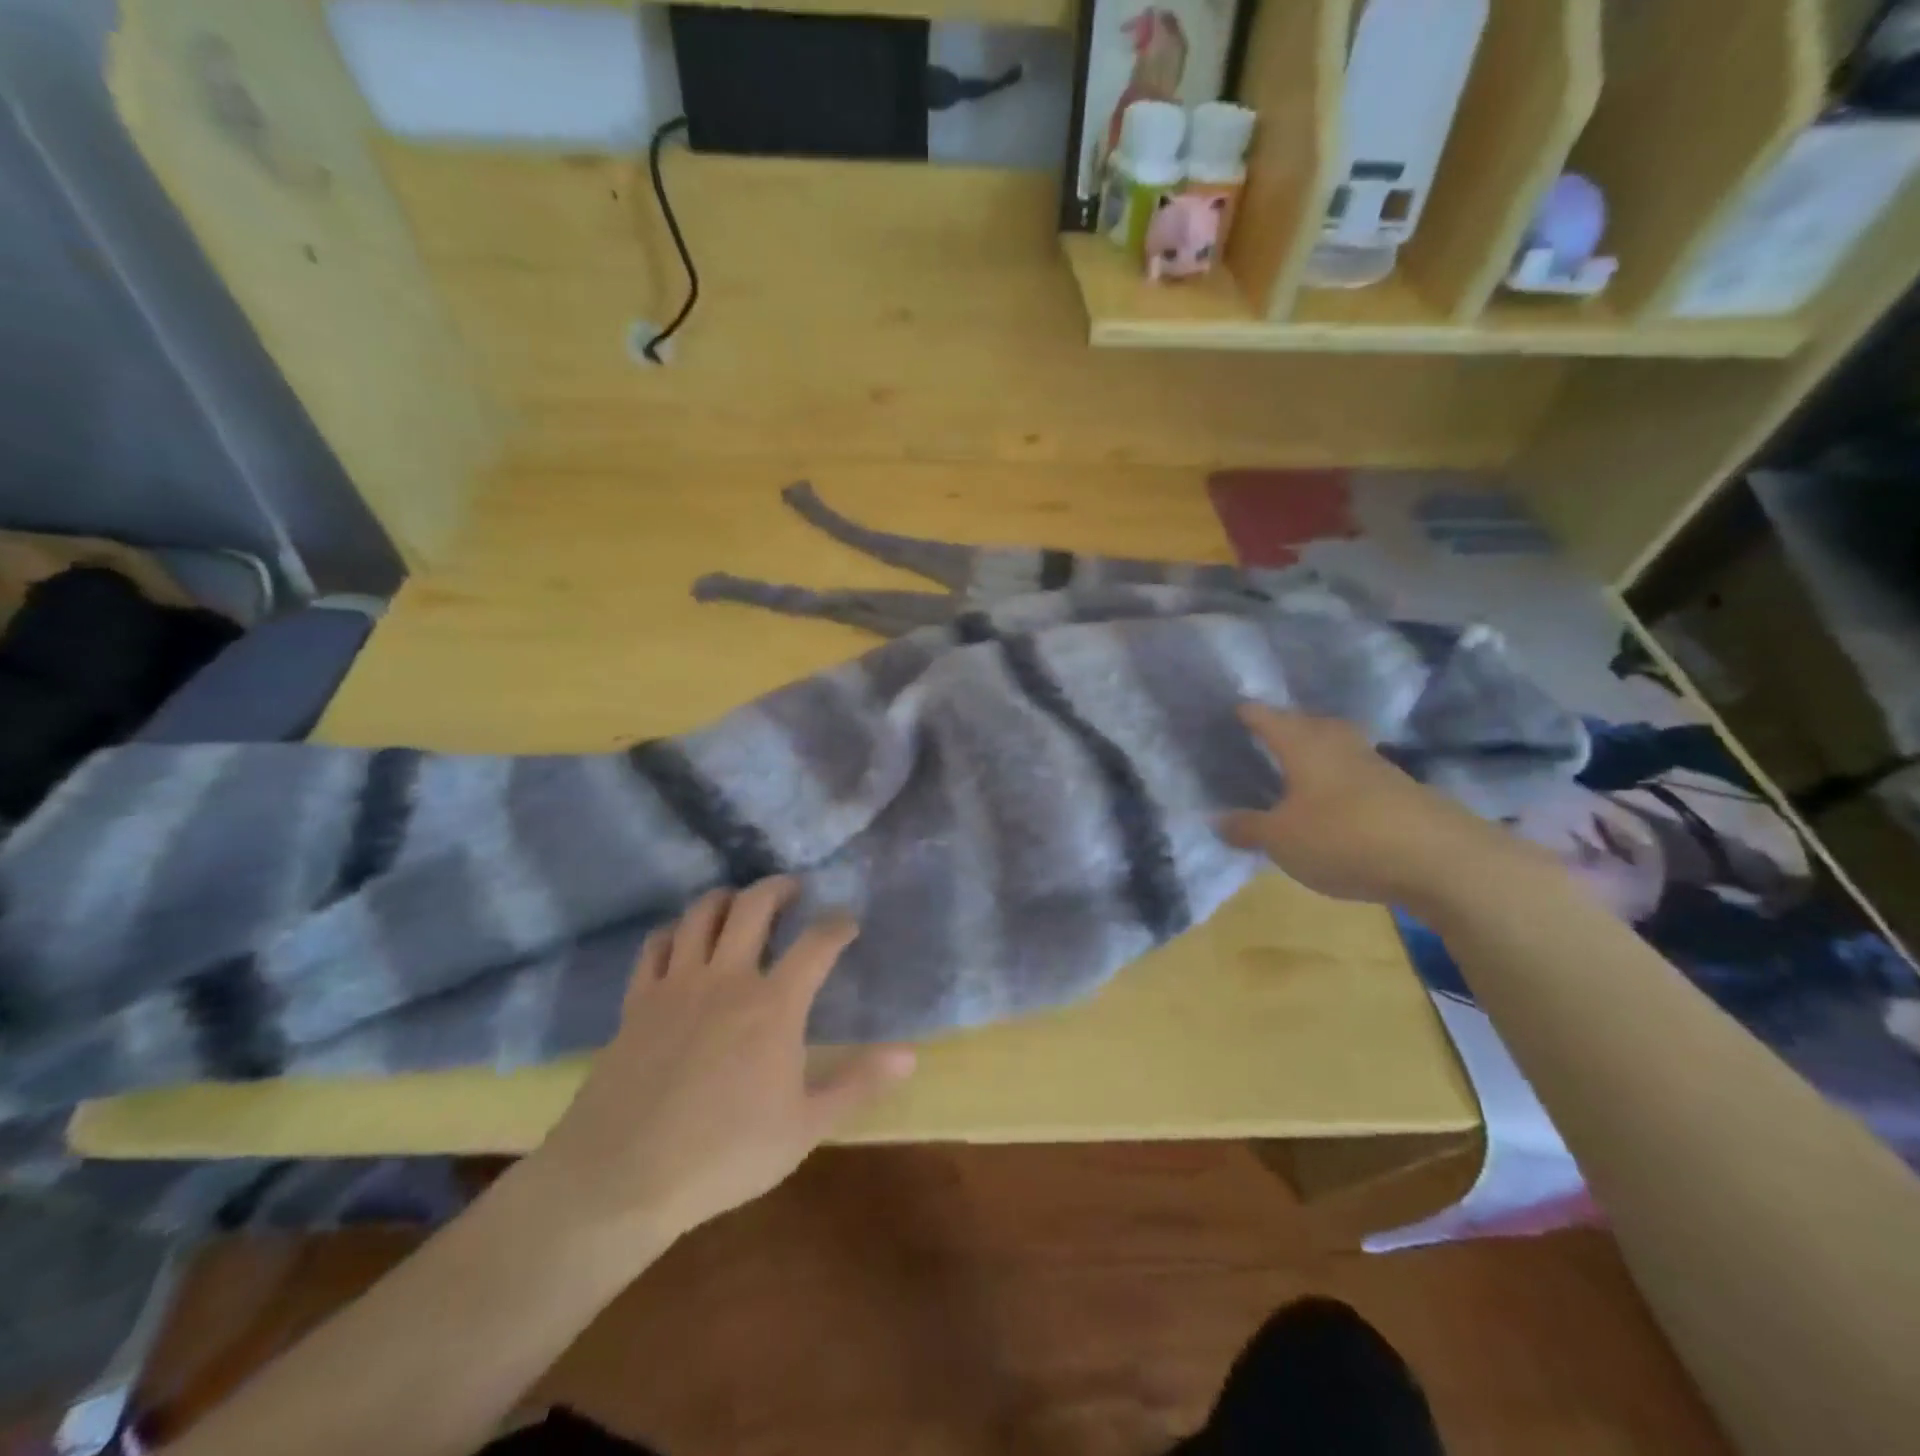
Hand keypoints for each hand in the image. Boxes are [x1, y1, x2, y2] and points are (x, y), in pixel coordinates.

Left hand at [526, 878, 915, 1252]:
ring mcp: (677, 984)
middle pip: (754, 906)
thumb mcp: (805, 1127)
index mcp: (774, 1005)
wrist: (621, 1177)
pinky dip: (674, 932)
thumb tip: (910, 1055)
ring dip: (726, 898)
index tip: (848, 922)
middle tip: (792, 889)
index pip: (817, 943)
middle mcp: (727, 978)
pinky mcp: (637, 1001)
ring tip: (740, 902)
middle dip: (778, 888)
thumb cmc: (724, 1154)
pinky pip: (655, 946)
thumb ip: (858, 1084)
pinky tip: (682, 939)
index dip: (838, 925)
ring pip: (701, 914)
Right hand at [1219, 705, 1544, 913]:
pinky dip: (1339, 781)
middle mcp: (1338, 745)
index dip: (1247, 713)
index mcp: (1303, 745)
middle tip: (1264, 735)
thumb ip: (1247, 828)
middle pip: (1308, 724)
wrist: (1440, 860)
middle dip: (1287, 726)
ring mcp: (1375, 765)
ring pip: (1337, 747)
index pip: (1267, 717)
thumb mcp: (1281, 840)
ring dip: (1316, 753)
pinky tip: (1332, 801)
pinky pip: (1357, 775)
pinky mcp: (1401, 791)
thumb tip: (1217, 819)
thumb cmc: (1343, 837)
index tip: (1231, 709)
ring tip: (1296, 767)